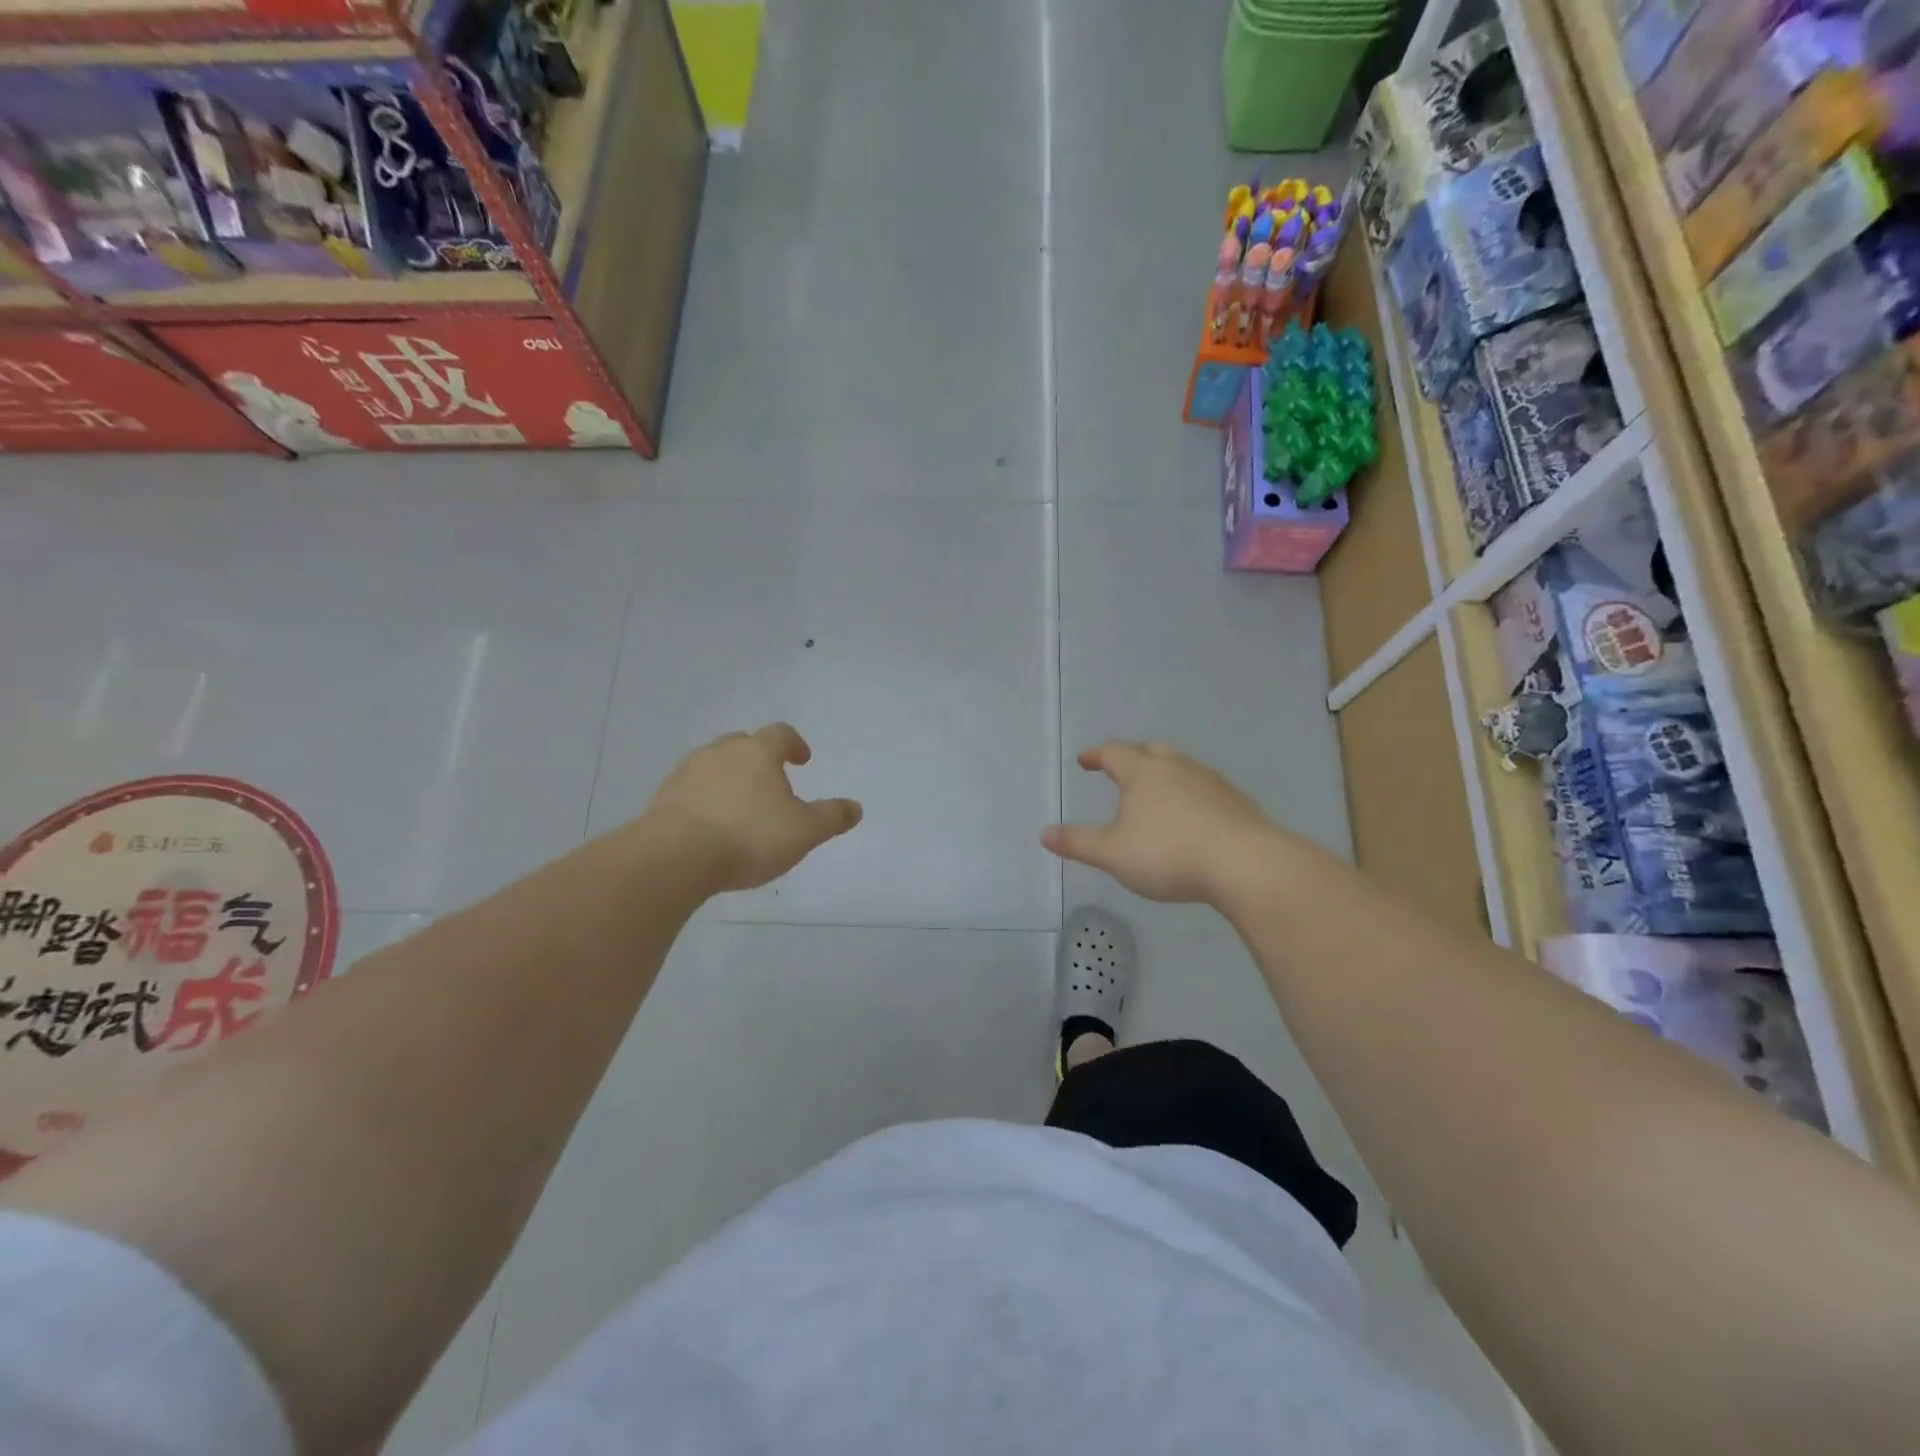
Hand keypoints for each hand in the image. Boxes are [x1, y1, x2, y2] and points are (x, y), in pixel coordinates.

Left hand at [645, 724, 862, 892]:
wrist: (674, 856)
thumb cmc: (749, 836)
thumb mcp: (804, 831)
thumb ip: (831, 817)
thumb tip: (855, 807)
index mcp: (757, 752)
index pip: (780, 733)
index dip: (794, 744)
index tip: (802, 760)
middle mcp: (720, 753)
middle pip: (742, 744)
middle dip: (757, 758)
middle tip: (769, 780)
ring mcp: (686, 773)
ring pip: (712, 765)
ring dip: (727, 778)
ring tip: (738, 806)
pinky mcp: (661, 798)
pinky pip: (689, 790)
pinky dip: (702, 800)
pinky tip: (708, 826)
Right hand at [1042, 741, 1275, 903]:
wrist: (1245, 864)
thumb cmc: (1169, 854)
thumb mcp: (1113, 854)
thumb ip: (1078, 842)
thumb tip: (1045, 833)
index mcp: (1143, 774)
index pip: (1114, 753)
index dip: (1097, 755)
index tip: (1085, 760)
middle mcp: (1177, 768)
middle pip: (1151, 750)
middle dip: (1133, 756)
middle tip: (1121, 767)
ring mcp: (1211, 782)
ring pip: (1182, 767)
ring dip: (1165, 773)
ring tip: (1157, 792)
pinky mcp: (1237, 802)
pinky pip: (1206, 788)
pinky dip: (1191, 793)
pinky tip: (1193, 816)